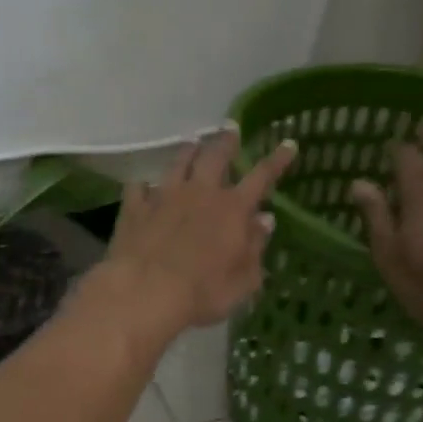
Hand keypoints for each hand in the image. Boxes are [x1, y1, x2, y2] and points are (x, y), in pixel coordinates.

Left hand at [95, 127, 296, 335]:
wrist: (145, 292)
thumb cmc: (203, 293)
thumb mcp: (243, 280)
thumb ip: (255, 247)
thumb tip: (264, 220)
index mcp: (232, 209)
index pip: (261, 176)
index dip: (277, 160)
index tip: (287, 143)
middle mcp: (200, 193)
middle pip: (215, 156)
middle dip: (226, 141)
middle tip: (230, 129)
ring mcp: (164, 196)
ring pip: (178, 162)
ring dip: (188, 151)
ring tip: (192, 143)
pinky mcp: (134, 207)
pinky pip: (139, 187)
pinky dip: (145, 184)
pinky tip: (144, 184)